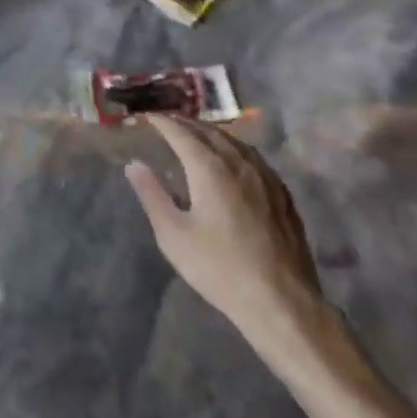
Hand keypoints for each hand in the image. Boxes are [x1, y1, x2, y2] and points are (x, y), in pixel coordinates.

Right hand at [126, 116, 339, 373]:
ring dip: (211, 133)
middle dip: (186, 123)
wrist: (281, 301)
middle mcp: (239, 163)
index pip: (181, 133)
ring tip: (196, 135)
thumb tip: (134, 165)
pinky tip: (233, 160)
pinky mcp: (282, 194)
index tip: (147, 116)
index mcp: (210, 168)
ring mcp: (265, 177)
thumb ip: (152, 195)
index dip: (162, 122)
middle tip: (167, 121)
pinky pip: (253, 157)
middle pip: (209, 132)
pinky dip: (234, 149)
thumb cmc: (219, 268)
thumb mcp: (173, 235)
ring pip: (235, 142)